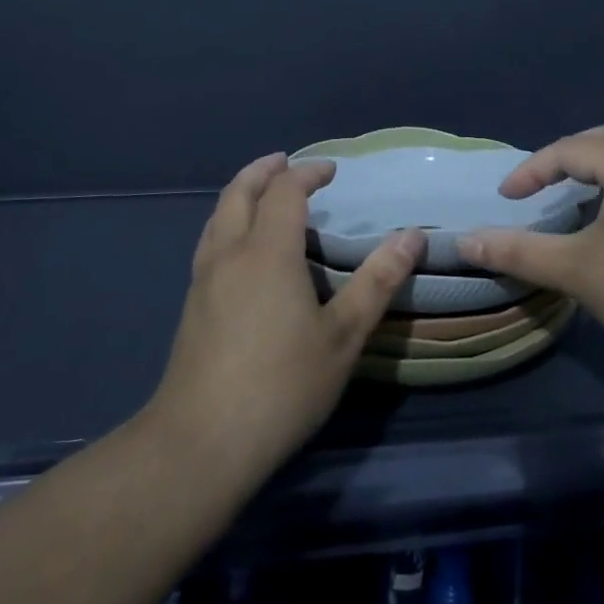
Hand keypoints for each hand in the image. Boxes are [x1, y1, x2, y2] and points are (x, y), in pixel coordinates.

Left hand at [147, 152, 424, 484]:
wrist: (201, 441)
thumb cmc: (282, 384)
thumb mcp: (343, 335)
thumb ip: (377, 281)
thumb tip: (412, 236)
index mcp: (267, 251)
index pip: (285, 192)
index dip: (308, 174)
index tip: (331, 170)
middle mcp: (230, 253)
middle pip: (239, 192)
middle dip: (263, 171)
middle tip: (285, 162)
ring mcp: (203, 279)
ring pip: (217, 216)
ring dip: (241, 193)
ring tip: (262, 194)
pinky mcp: (191, 305)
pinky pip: (210, 241)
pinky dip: (228, 221)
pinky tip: (240, 248)